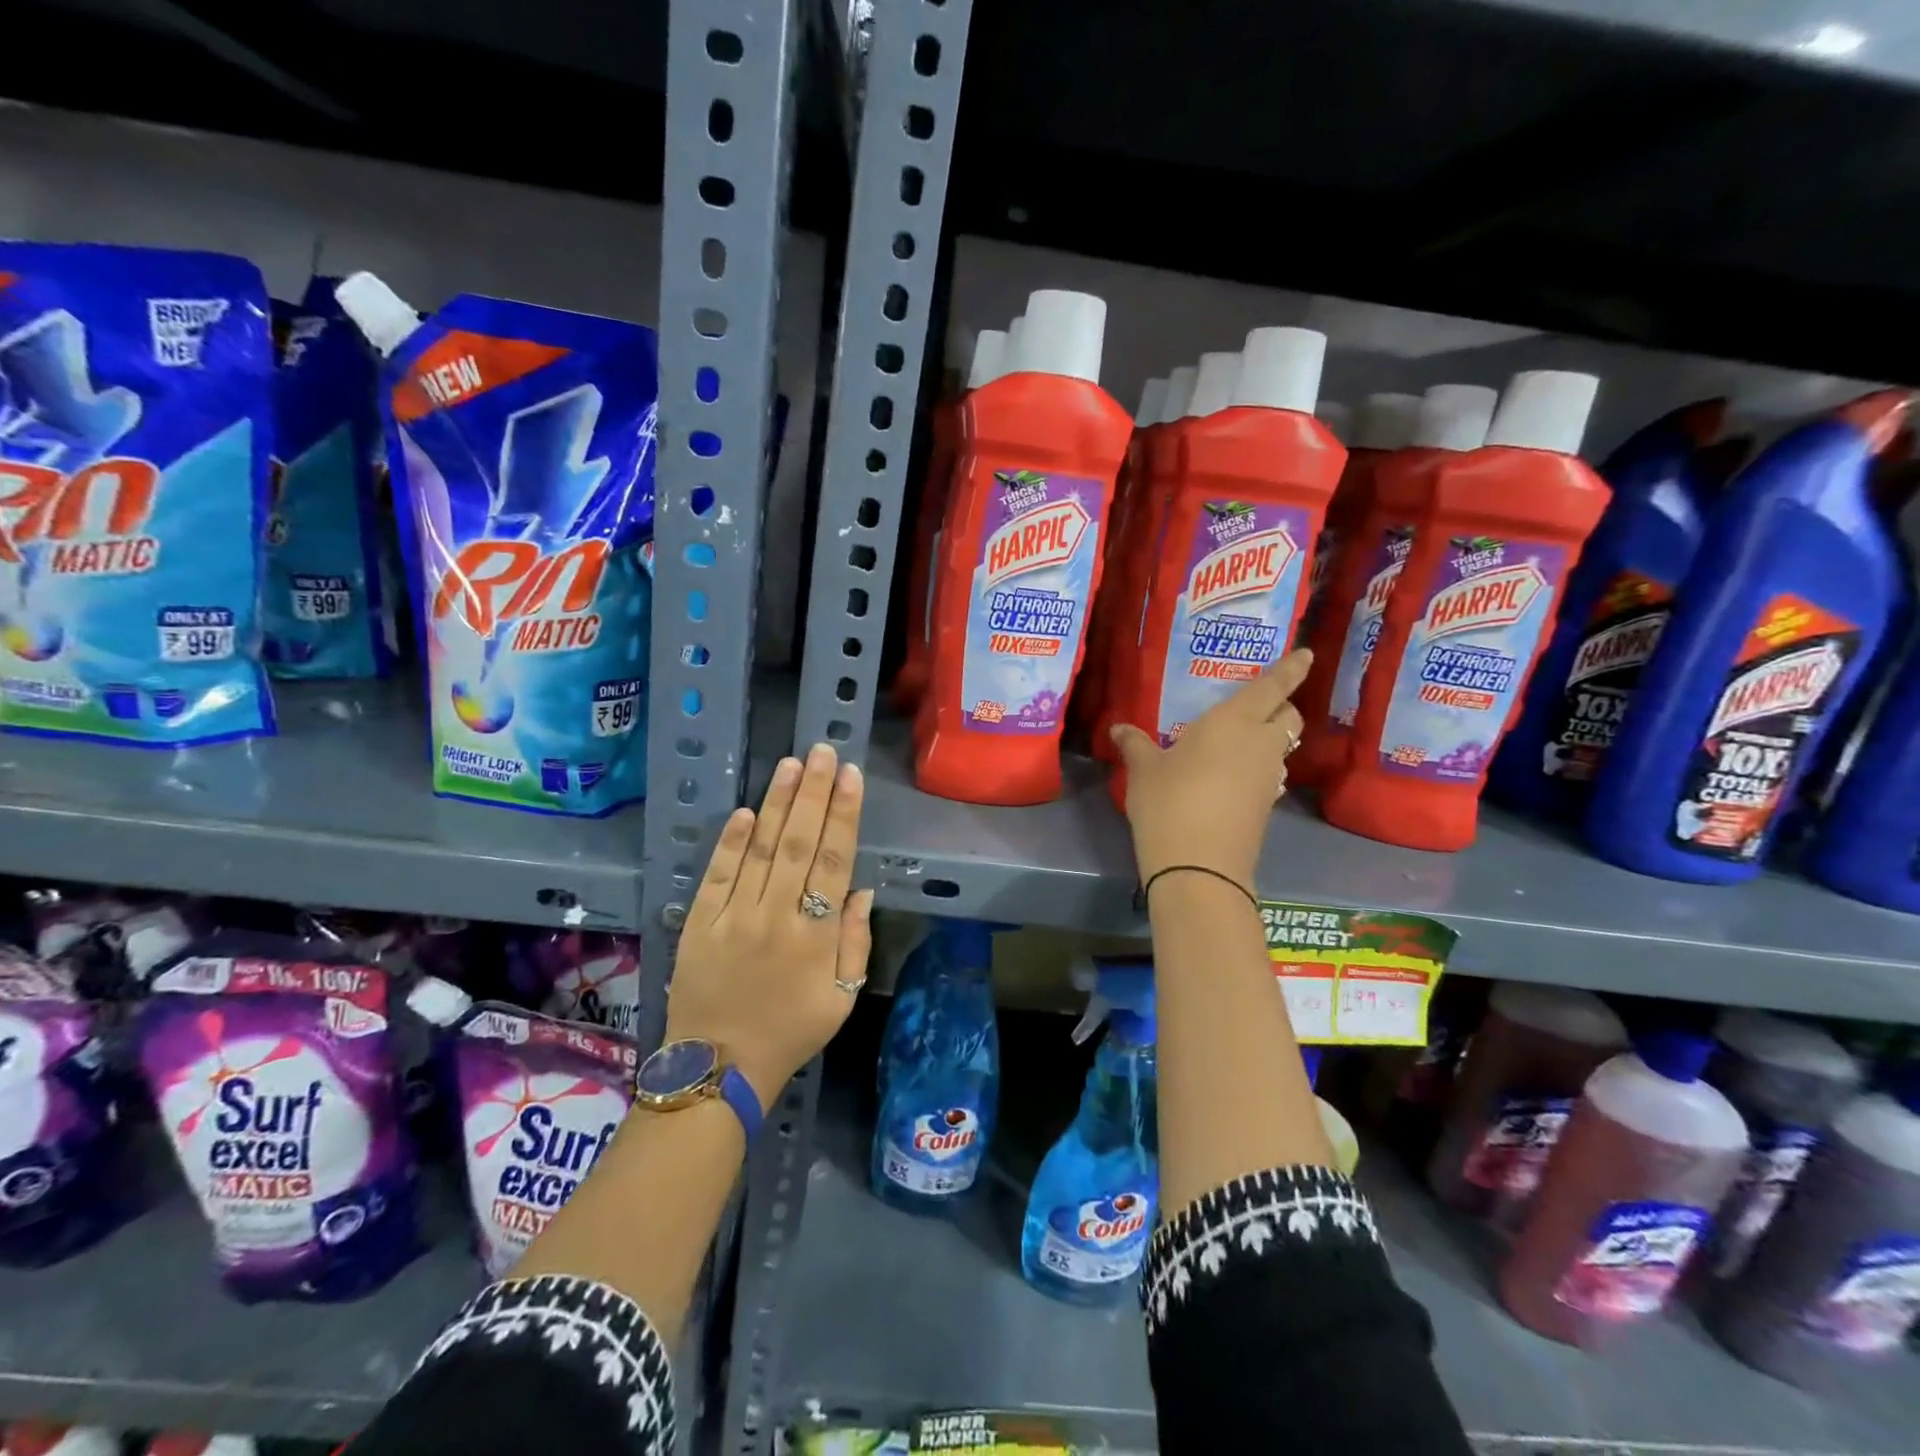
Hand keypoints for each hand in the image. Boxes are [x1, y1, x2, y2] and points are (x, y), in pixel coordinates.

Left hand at [665, 743, 873, 1108]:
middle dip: (813, 793)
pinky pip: (718, 874)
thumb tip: (861, 889)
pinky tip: (746, 811)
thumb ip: (855, 941)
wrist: (719, 1068)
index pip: (834, 859)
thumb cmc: (791, 1032)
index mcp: (815, 935)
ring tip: (791, 764)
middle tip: (822, 751)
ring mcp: (733, 916)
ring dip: (777, 804)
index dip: (843, 814)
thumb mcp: (841, 996)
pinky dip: (731, 841)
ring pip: (761, 849)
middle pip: (799, 843)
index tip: (850, 776)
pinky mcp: (700, 924)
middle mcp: (776, 916)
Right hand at [1110, 647, 1311, 891]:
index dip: (1292, 668)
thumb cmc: (1169, 802)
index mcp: (1234, 721)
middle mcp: (1260, 744)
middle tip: (1259, 704)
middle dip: (1282, 705)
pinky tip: (1232, 776)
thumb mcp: (1144, 770)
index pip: (1273, 686)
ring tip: (1241, 741)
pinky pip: (1270, 774)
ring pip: (1283, 747)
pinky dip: (1260, 767)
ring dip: (1272, 739)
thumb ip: (1135, 744)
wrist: (1199, 867)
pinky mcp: (1266, 807)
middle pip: (1289, 716)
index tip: (1307, 654)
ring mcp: (1268, 778)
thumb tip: (1119, 728)